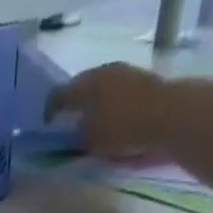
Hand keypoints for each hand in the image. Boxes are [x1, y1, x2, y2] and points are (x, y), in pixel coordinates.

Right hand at [44, 63, 168, 161]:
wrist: (165, 113)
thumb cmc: (122, 130)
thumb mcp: (92, 142)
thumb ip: (78, 137)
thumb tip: (73, 133)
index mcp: (83, 86)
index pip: (58, 95)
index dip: (49, 111)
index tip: (47, 125)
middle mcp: (99, 71)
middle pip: (79, 86)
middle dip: (72, 103)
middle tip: (68, 121)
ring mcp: (120, 70)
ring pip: (98, 85)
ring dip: (91, 100)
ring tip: (90, 119)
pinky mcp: (137, 76)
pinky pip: (114, 88)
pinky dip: (107, 100)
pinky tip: (110, 115)